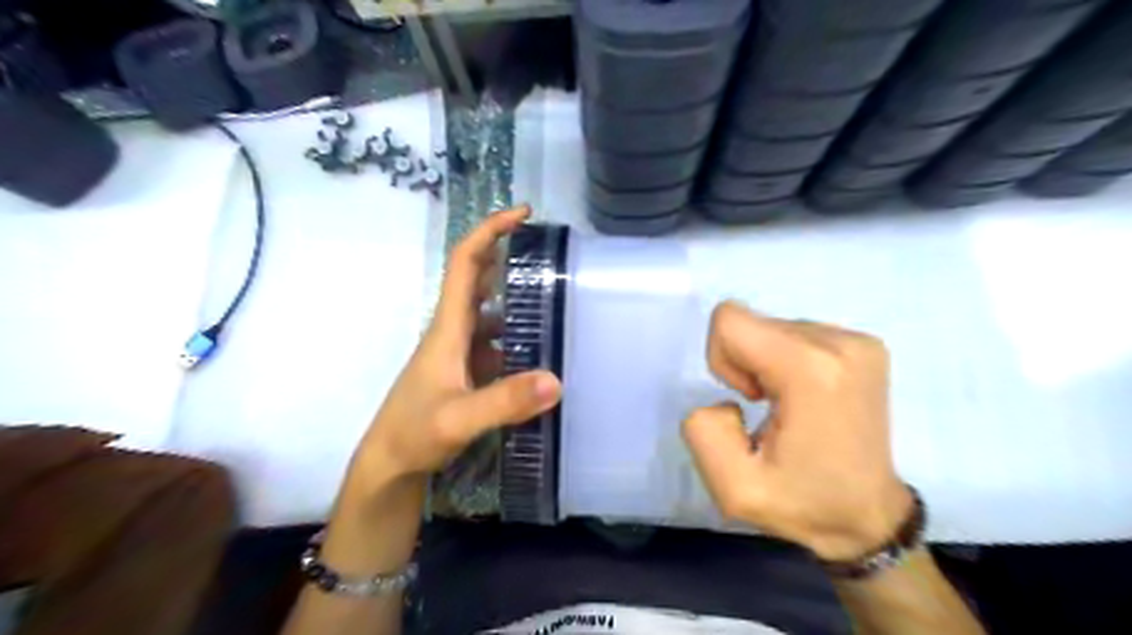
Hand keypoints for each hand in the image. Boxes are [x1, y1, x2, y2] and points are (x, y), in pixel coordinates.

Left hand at [349, 205, 561, 487]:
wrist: (390, 464)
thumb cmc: (413, 433)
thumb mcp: (458, 419)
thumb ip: (504, 402)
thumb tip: (556, 380)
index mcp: (448, 326)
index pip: (465, 263)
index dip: (490, 231)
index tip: (523, 214)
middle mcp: (455, 331)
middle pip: (480, 279)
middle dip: (509, 256)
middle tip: (551, 253)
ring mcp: (461, 352)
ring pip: (492, 312)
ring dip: (519, 298)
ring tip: (559, 298)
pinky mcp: (468, 372)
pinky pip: (498, 341)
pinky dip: (519, 335)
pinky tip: (543, 347)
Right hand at [681, 302, 908, 560]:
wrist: (868, 517)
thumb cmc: (802, 504)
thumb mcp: (733, 488)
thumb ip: (702, 431)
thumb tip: (728, 398)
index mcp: (810, 371)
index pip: (729, 320)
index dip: (723, 360)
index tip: (749, 400)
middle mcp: (840, 343)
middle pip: (751, 322)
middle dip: (745, 364)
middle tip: (769, 409)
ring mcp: (859, 341)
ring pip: (773, 327)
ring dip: (766, 363)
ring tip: (790, 407)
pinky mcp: (865, 345)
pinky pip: (797, 334)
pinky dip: (788, 361)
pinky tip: (806, 398)